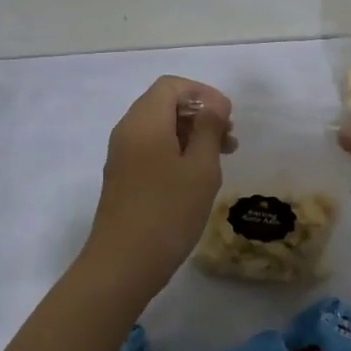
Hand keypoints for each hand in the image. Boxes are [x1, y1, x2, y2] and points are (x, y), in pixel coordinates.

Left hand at [82, 75, 233, 294]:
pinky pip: (150, 148)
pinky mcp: (122, 176)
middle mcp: (128, 130)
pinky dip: (175, 150)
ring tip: (221, 157)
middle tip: (229, 138)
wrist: (122, 264)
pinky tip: (196, 175)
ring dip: (190, 134)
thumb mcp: (200, 168)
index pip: (172, 86)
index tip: (228, 117)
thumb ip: (208, 128)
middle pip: (164, 104)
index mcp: (145, 120)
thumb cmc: (168, 211)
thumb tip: (213, 103)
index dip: (203, 93)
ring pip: (159, 128)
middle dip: (199, 114)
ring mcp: (121, 154)